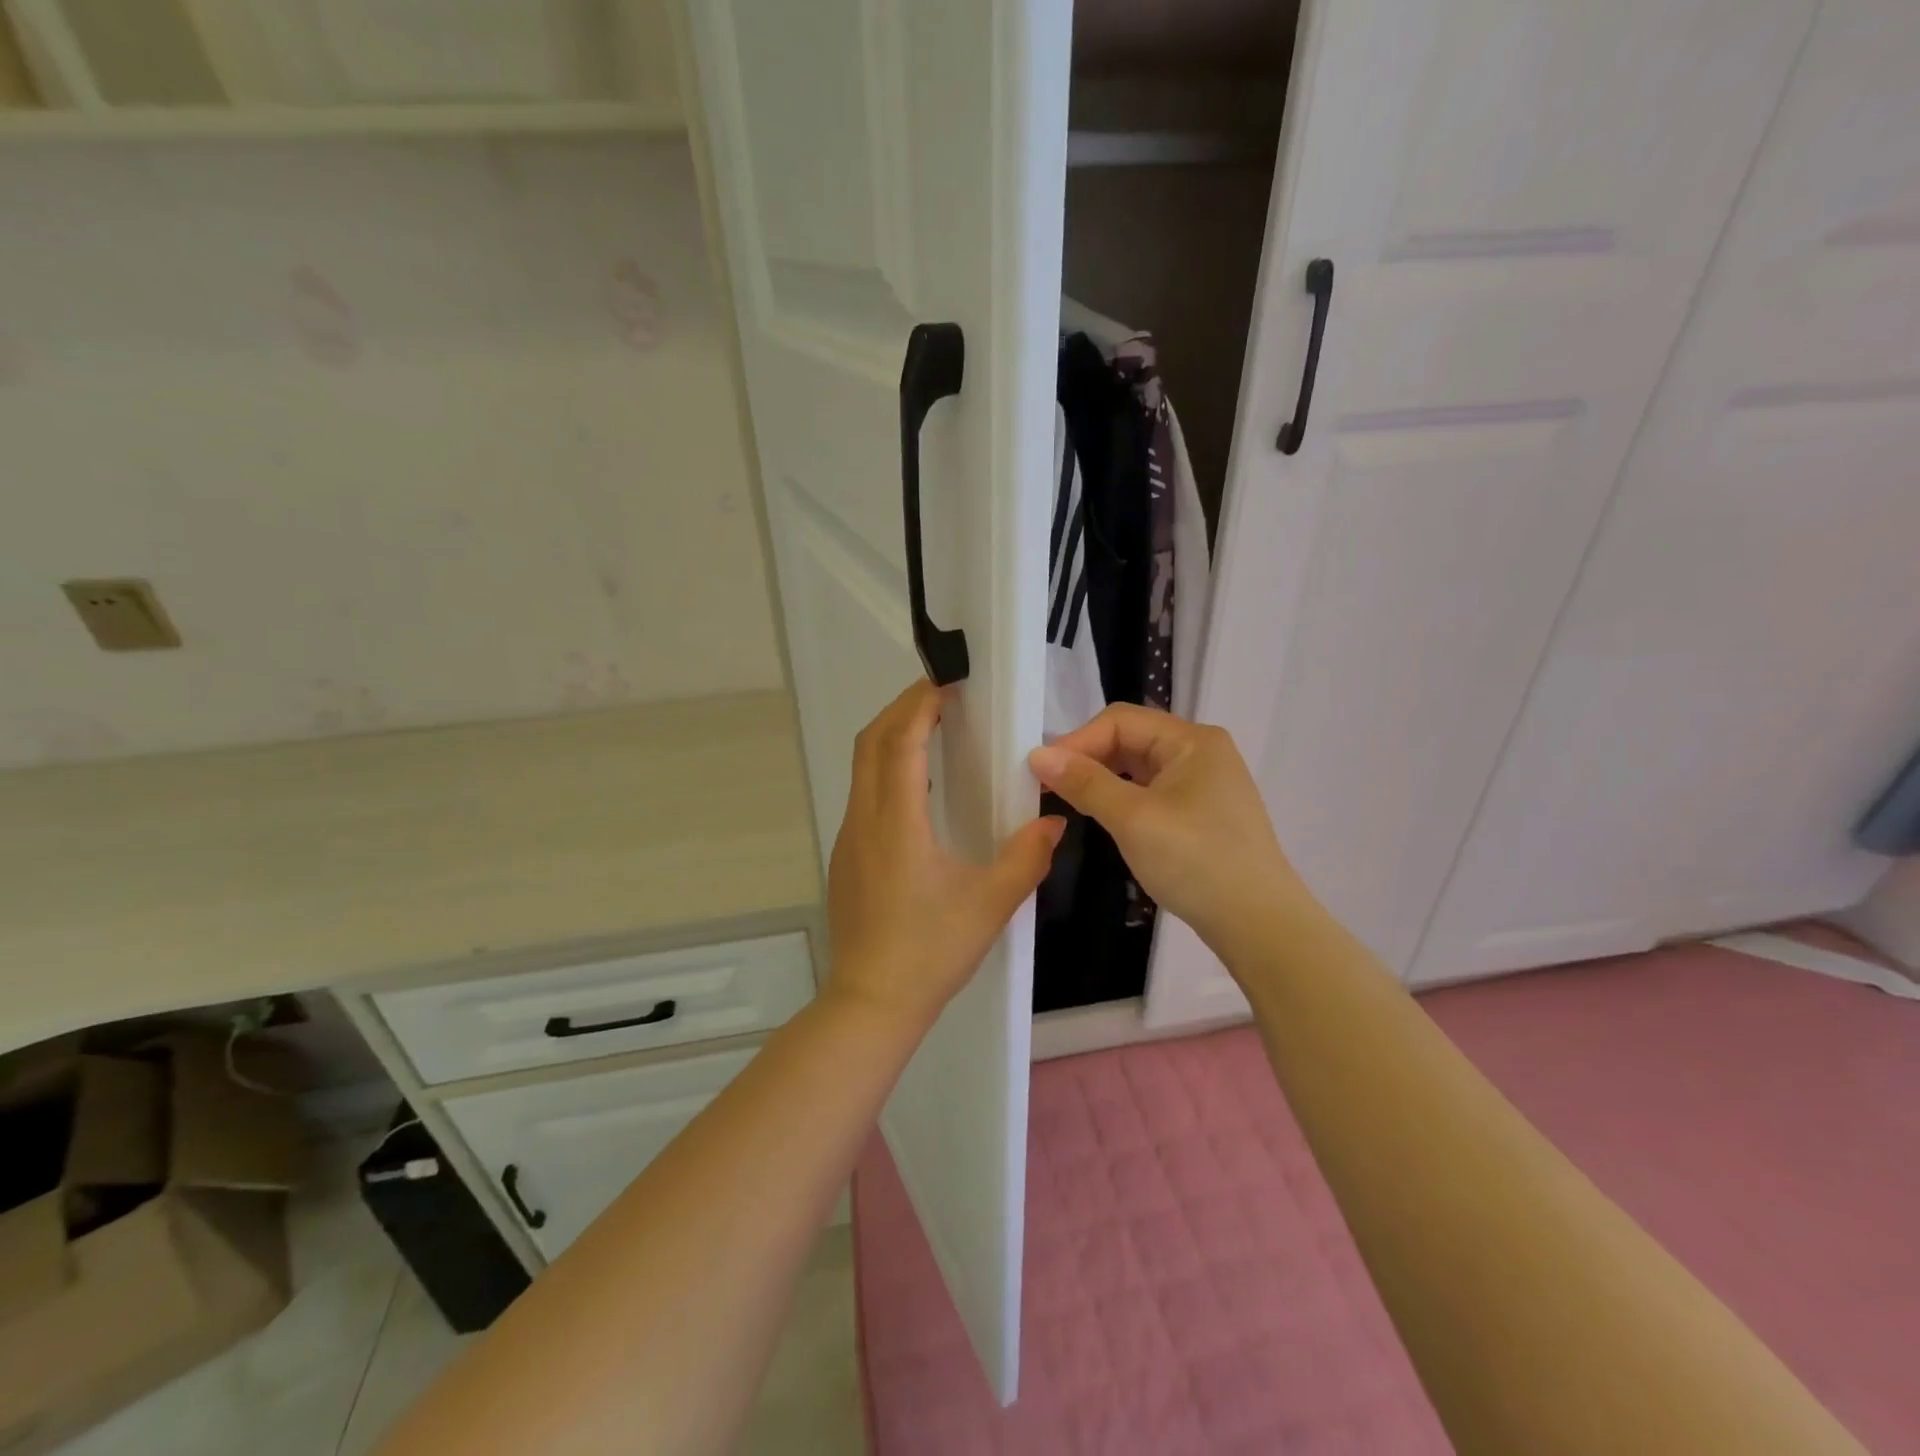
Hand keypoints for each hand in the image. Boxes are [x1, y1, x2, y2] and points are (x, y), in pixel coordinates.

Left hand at [826, 680, 1065, 1031]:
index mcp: (896, 822)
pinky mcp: (847, 856)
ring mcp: (850, 837)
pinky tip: (920, 791)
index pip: (899, 741)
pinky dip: (887, 769)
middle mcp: (865, 819)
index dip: (920, 705)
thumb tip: (1054, 820)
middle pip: (871, 742)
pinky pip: (864, 794)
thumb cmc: (930, 950)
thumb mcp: (990, 903)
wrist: (871, 1001)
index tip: (948, 683)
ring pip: (862, 767)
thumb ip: (1027, 856)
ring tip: (934, 731)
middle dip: (902, 709)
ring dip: (893, 738)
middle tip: (942, 696)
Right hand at [1028, 704, 1312, 947]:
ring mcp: (1205, 783)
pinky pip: (1152, 791)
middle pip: (1131, 739)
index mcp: (1192, 740)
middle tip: (1049, 788)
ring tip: (1070, 801)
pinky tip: (1105, 818)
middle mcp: (1201, 752)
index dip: (1078, 740)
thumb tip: (1038, 755)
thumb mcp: (1133, 819)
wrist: (1259, 924)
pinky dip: (1123, 798)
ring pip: (1139, 767)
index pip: (1121, 720)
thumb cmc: (1196, 862)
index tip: (1041, 772)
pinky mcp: (1202, 813)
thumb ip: (1085, 782)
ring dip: (1103, 779)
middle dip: (1088, 758)